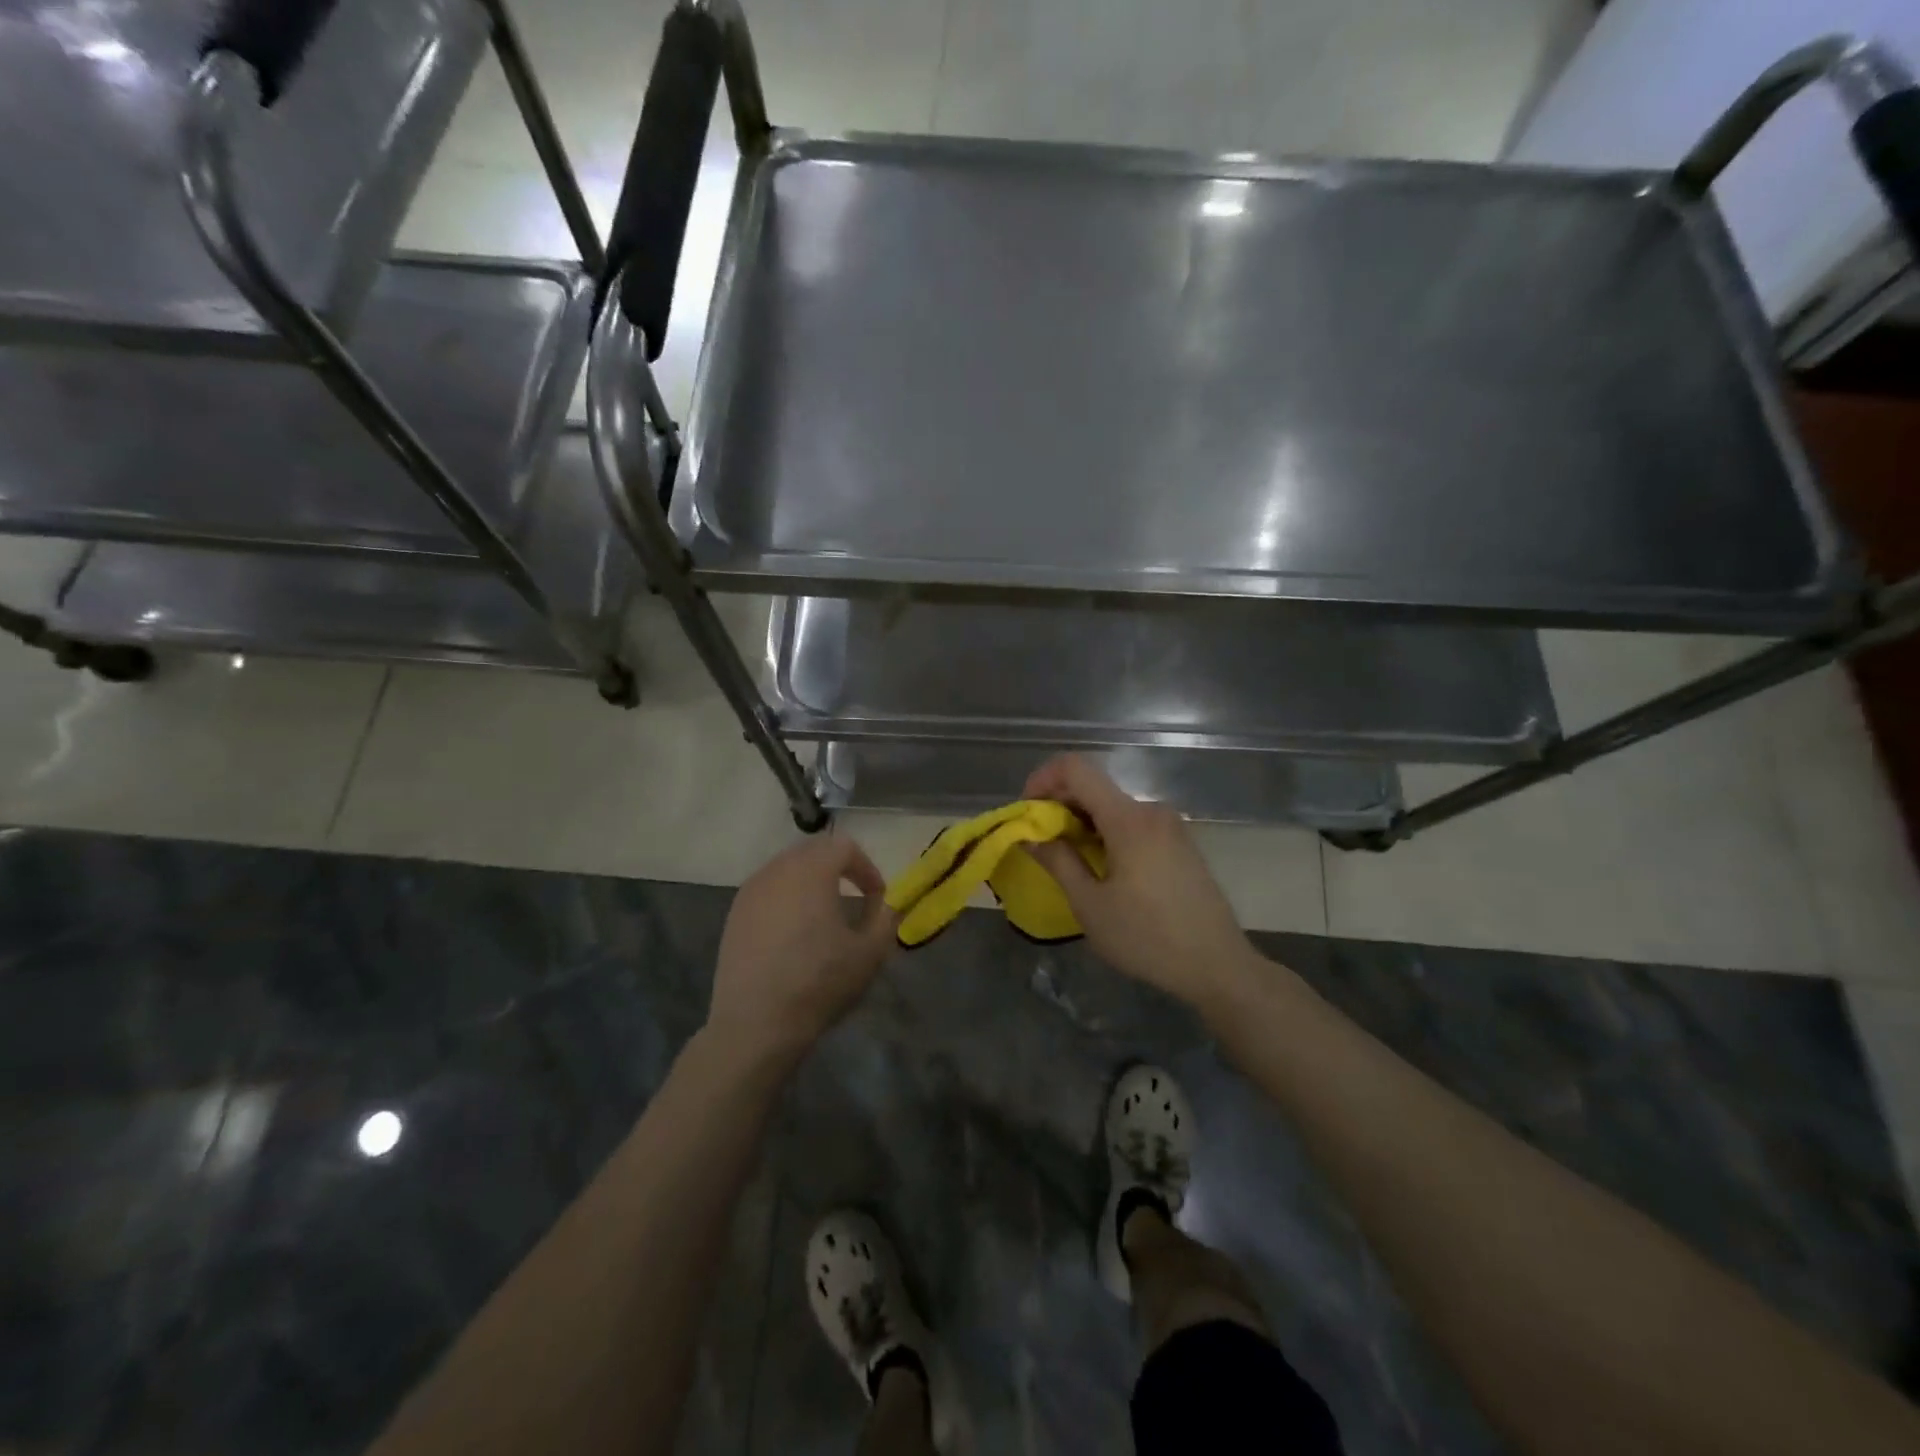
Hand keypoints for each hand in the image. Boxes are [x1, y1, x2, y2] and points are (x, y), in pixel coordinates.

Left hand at [706, 835, 897, 1066]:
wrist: (756, 1024)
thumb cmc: (819, 983)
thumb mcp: (870, 953)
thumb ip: (887, 918)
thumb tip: (889, 903)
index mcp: (812, 871)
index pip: (844, 846)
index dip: (866, 868)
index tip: (876, 898)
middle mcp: (778, 870)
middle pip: (813, 851)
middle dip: (838, 868)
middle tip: (853, 897)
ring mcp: (750, 891)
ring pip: (787, 868)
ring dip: (810, 881)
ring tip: (823, 913)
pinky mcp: (734, 914)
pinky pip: (767, 890)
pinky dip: (786, 898)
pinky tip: (792, 932)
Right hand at [1023, 755, 1256, 1013]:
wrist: (1218, 966)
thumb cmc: (1147, 938)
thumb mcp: (1090, 904)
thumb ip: (1058, 861)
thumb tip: (1030, 836)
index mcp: (1127, 818)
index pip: (1075, 768)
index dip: (1042, 779)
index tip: (1027, 812)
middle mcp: (1150, 810)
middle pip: (1094, 787)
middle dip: (1059, 807)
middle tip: (1040, 843)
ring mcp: (1170, 826)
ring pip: (1112, 807)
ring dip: (1082, 823)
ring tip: (1068, 861)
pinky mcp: (1179, 843)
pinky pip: (1132, 823)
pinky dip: (1106, 833)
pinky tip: (1101, 868)